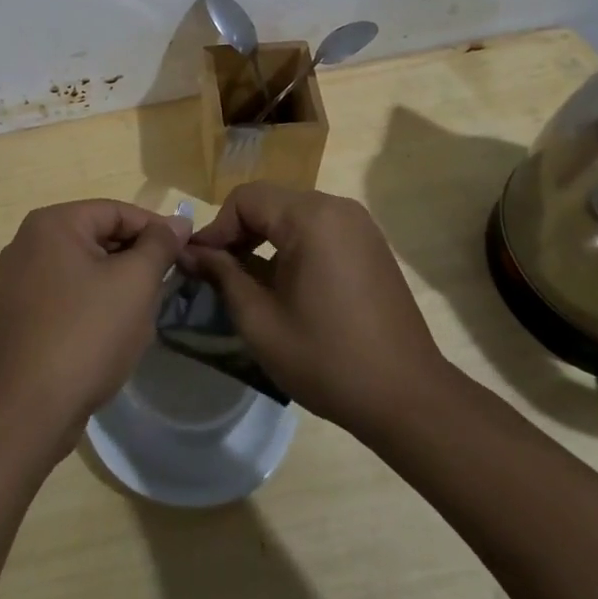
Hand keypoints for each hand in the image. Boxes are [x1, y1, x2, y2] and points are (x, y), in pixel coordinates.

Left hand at [0, 200, 186, 452]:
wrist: (29, 410)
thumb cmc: (87, 334)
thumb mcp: (135, 282)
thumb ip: (159, 245)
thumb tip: (178, 221)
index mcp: (52, 223)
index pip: (116, 211)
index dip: (156, 229)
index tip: (187, 252)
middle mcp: (29, 241)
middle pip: (98, 236)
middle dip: (136, 259)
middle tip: (168, 285)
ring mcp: (19, 278)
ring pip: (85, 266)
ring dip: (118, 283)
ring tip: (144, 311)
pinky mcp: (21, 312)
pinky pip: (68, 292)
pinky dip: (95, 302)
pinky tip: (114, 331)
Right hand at [182, 183, 449, 439]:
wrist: (408, 399)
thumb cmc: (326, 359)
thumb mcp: (259, 320)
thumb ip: (222, 275)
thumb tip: (190, 252)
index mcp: (310, 217)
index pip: (245, 199)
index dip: (216, 229)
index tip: (198, 265)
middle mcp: (337, 207)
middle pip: (269, 202)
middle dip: (238, 233)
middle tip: (217, 273)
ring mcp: (359, 225)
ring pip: (292, 215)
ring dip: (264, 239)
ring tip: (247, 281)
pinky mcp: (370, 245)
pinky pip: (318, 229)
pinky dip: (292, 246)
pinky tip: (285, 285)